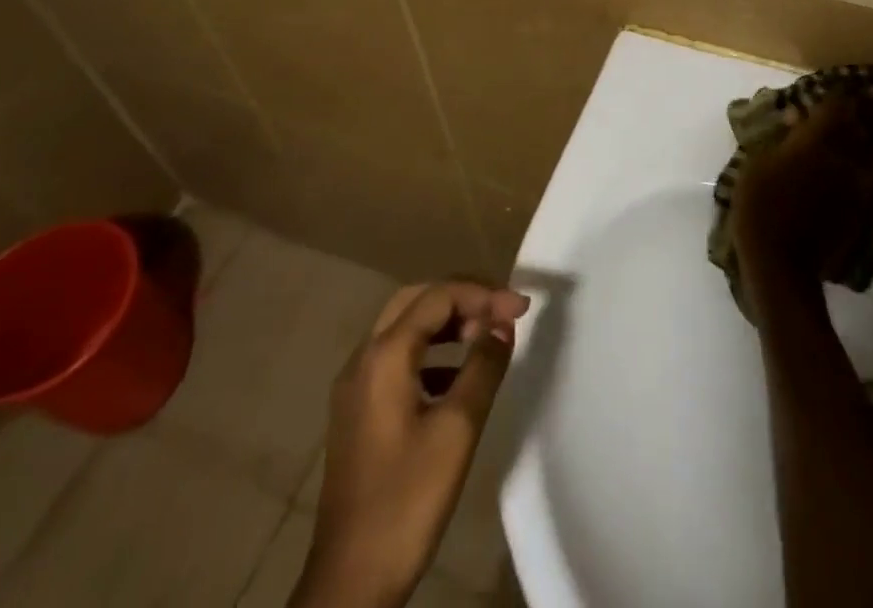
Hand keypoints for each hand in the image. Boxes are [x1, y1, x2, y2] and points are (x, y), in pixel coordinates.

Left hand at [296, 281, 530, 607]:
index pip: (438, 297)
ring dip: (446, 323)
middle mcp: (363, 359)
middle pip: (417, 302)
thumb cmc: (407, 500)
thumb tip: (503, 324)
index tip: (522, 308)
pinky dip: (430, 352)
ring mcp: (355, 386)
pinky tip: (457, 378)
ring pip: (405, 329)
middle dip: (462, 299)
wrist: (350, 582)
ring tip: (485, 337)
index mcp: (384, 355)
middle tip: (501, 311)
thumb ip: (483, 366)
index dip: (483, 294)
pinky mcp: (357, 412)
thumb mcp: (457, 429)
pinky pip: (397, 359)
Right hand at [732, 93, 872, 305]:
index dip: (839, 93)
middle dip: (861, 104)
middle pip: (858, 121)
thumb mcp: (756, 164)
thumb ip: (780, 137)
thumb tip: (796, 115)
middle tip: (865, 91)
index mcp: (811, 141)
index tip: (841, 82)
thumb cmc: (759, 207)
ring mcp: (856, 179)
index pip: (833, 107)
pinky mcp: (865, 202)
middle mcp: (840, 154)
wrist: (782, 262)